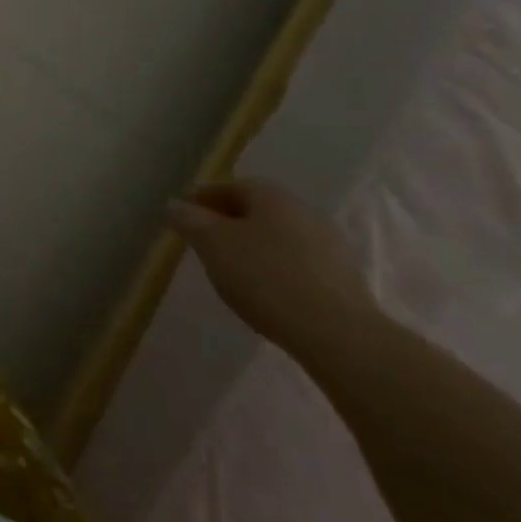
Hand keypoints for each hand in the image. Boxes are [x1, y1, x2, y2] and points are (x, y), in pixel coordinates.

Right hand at [167, 180, 380, 360]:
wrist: (339, 335)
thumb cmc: (264, 276)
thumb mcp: (211, 243)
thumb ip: (188, 219)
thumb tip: (176, 205)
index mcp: (272, 195)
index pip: (228, 186)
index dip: (201, 198)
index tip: (182, 214)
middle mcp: (304, 211)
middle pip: (256, 210)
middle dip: (228, 222)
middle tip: (204, 240)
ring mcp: (330, 246)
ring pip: (277, 237)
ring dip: (253, 246)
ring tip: (232, 269)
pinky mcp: (344, 280)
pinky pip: (297, 263)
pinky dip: (275, 268)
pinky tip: (264, 289)